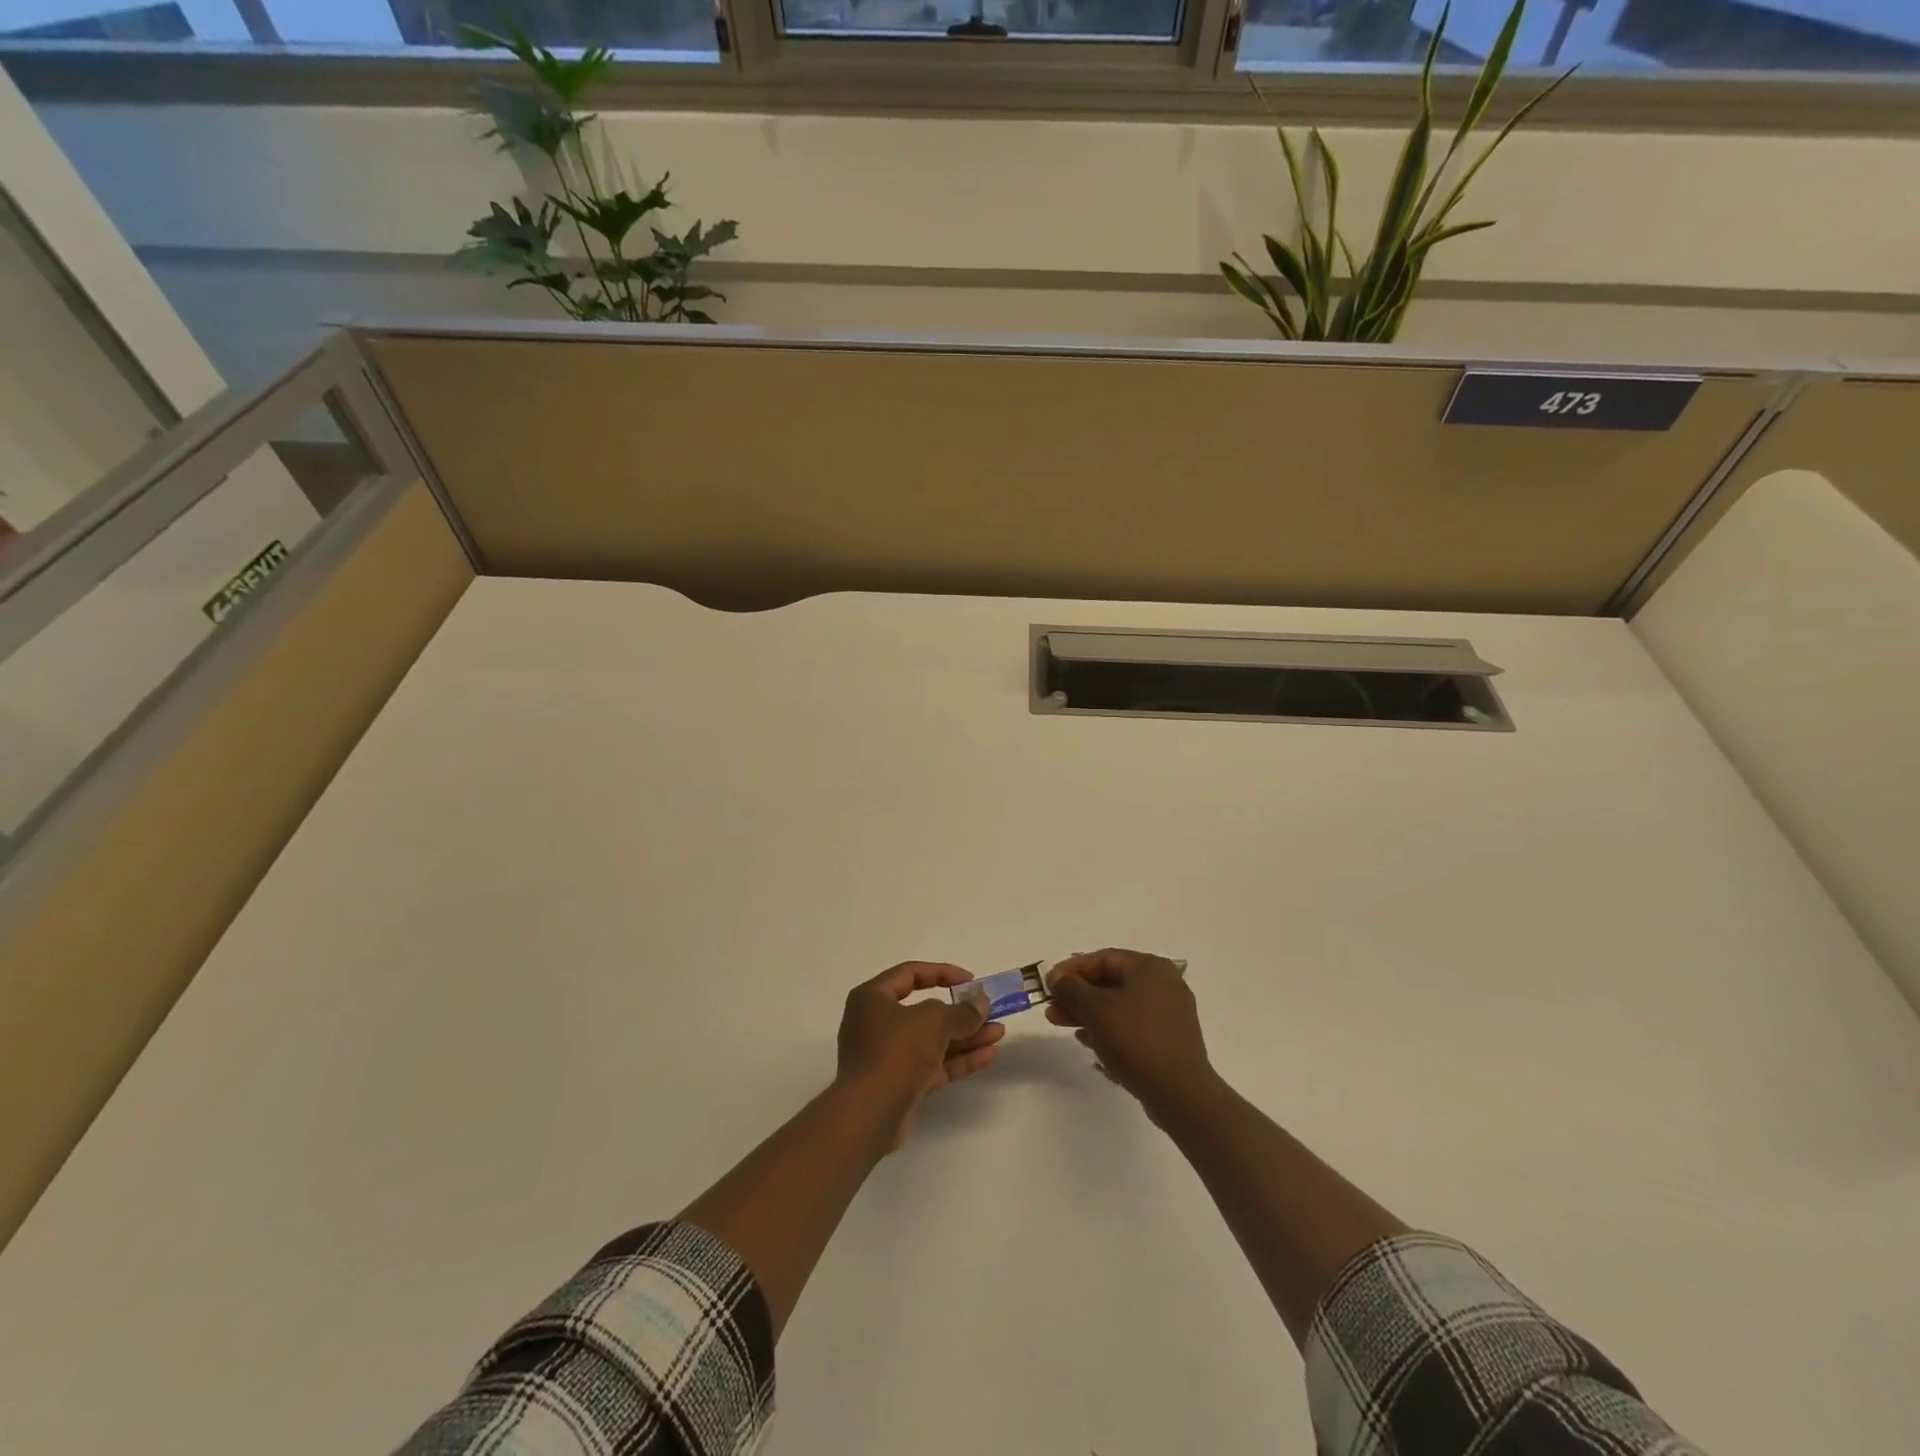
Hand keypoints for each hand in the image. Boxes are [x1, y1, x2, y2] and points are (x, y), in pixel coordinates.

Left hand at [836, 962, 1005, 1147]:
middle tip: (990, 1012)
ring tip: (998, 1033)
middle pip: (925, 1011)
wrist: (869, 1115)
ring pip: (933, 1041)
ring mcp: (889, 1056)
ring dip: (966, 1037)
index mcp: (873, 998)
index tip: (970, 982)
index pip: (910, 974)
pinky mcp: (901, 1085)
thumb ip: (961, 1011)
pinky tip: (988, 1055)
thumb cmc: (896, 1051)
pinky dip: (959, 1060)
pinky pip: (934, 1065)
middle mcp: (877, 1024)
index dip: (942, 973)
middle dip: (960, 1013)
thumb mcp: (934, 1022)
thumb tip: (981, 1003)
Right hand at [1047, 949, 1214, 1113]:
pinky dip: (1108, 1028)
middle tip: (1051, 1006)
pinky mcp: (1169, 1039)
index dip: (1072, 969)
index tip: (1048, 983)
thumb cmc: (1135, 1040)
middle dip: (1077, 994)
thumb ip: (1072, 988)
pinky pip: (1132, 1025)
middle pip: (1111, 982)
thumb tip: (1058, 978)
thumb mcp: (1096, 1009)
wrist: (1179, 1093)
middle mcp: (1163, 984)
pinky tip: (1087, 1040)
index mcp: (1150, 968)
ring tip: (1060, 1023)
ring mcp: (1169, 1013)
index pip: (1104, 958)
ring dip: (1088, 1012)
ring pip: (1119, 1005)